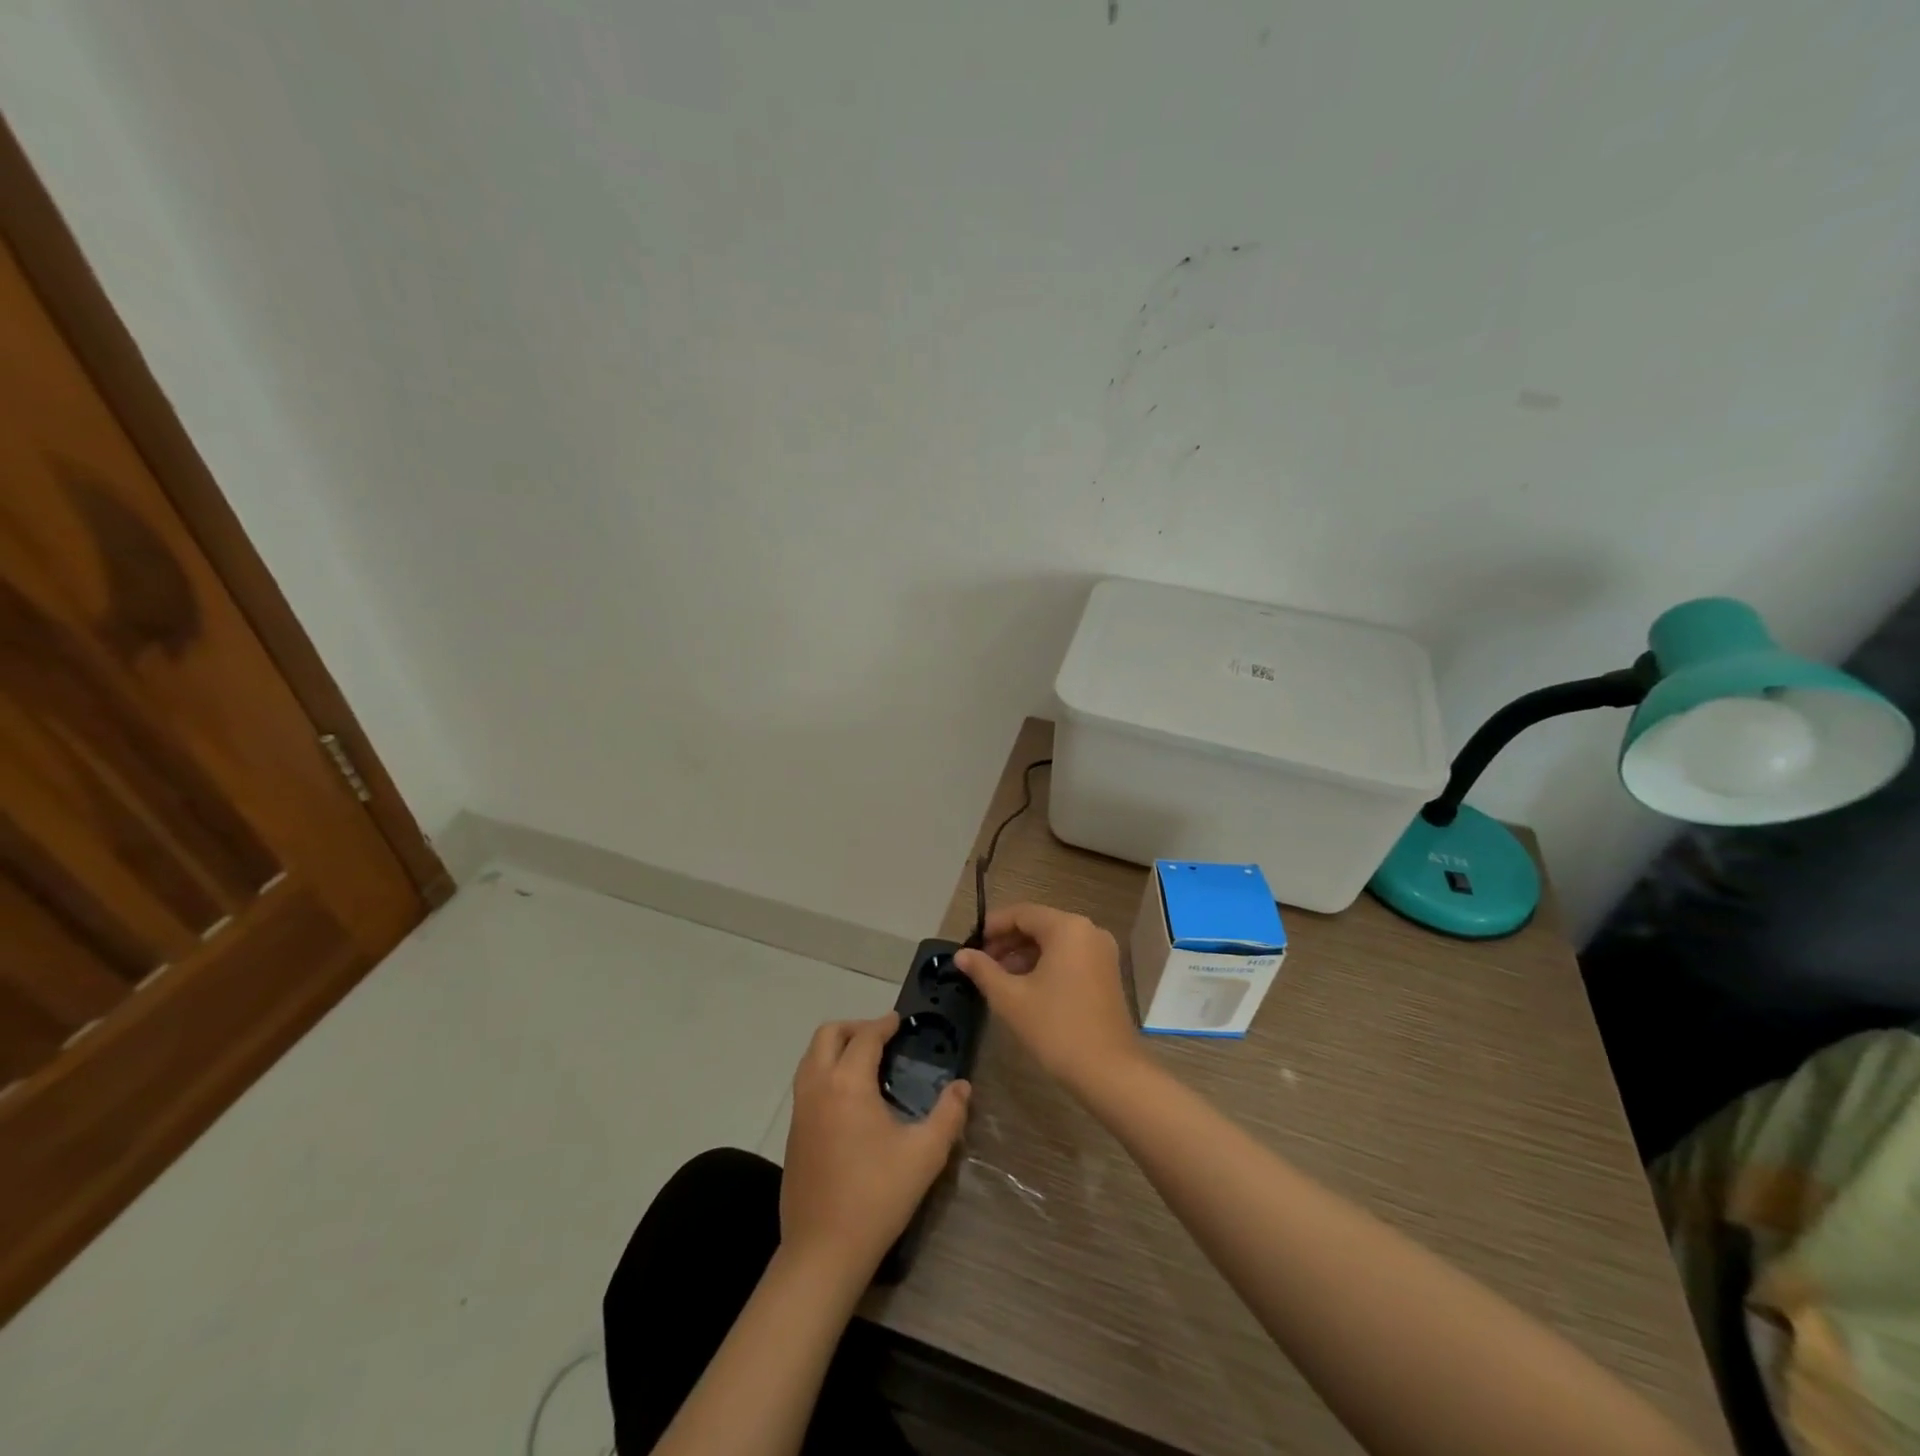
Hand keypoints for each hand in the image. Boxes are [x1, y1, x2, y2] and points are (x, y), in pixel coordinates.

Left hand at [779, 1013, 969, 1278]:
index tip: (900, 1021)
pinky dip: (825, 1071)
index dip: (884, 1024)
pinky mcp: (793, 1133)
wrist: (823, 1250)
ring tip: (865, 1062)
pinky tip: (848, 1097)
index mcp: (847, 1083)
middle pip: (828, 1035)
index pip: (865, 1036)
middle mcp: (818, 1086)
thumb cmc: (877, 1196)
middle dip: (854, 1027)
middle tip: (881, 1038)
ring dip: (836, 1047)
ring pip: (811, 1057)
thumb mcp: (925, 1154)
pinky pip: (806, 1082)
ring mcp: (800, 1110)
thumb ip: (949, 1114)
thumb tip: (962, 1086)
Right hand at [954, 903, 1143, 1094]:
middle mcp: (1088, 931)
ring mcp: (1101, 952)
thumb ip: (983, 971)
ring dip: (1025, 954)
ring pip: (1054, 942)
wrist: (1108, 1071)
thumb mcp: (1011, 998)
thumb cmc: (1056, 1028)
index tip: (971, 945)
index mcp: (1067, 928)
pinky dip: (1046, 964)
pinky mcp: (1106, 973)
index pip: (1022, 913)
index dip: (993, 926)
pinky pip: (1069, 956)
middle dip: (1008, 941)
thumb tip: (961, 954)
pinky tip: (1025, 986)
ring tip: (998, 977)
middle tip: (981, 963)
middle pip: (1039, 925)